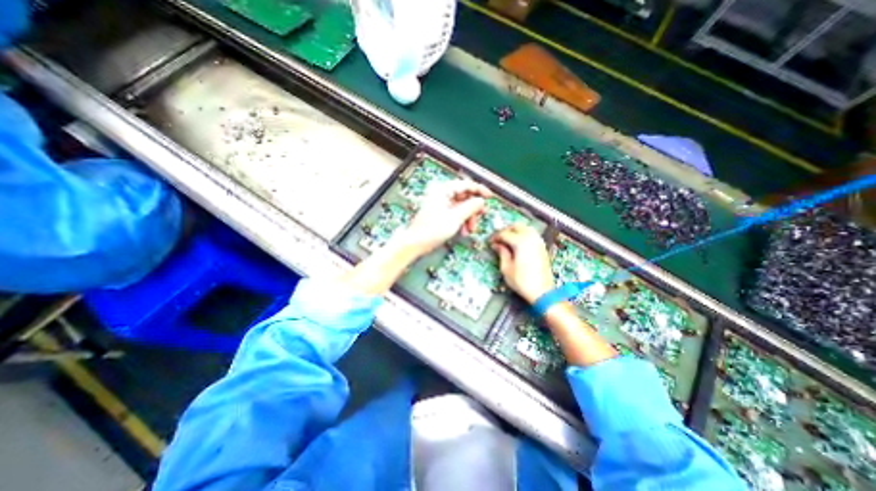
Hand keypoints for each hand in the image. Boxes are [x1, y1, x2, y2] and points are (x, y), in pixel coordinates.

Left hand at [399, 181, 491, 256]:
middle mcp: (441, 193)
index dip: (479, 190)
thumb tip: (481, 201)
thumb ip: (471, 207)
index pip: (466, 184)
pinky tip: (463, 231)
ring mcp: (440, 203)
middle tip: (480, 217)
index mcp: (443, 190)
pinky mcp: (439, 212)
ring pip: (461, 206)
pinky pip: (455, 213)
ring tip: (469, 230)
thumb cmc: (432, 229)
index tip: (490, 197)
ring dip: (468, 217)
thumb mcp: (455, 218)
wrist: (415, 243)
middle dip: (473, 209)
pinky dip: (461, 221)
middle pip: (464, 196)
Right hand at [491, 224, 549, 304]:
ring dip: (515, 231)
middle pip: (516, 226)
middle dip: (505, 230)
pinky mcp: (542, 247)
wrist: (543, 292)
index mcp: (521, 242)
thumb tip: (497, 245)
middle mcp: (531, 238)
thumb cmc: (522, 282)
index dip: (495, 237)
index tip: (490, 242)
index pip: (505, 233)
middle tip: (498, 238)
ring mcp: (538, 242)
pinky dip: (523, 234)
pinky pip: (531, 234)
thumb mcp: (506, 268)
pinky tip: (517, 243)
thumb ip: (502, 253)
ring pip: (525, 228)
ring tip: (507, 240)